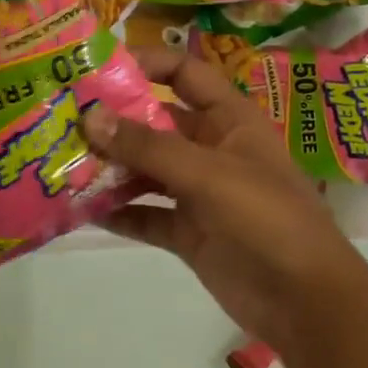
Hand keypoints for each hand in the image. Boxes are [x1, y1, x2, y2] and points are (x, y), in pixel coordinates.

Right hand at [82, 46, 363, 348]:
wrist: (306, 302)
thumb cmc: (266, 218)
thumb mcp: (208, 173)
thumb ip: (148, 146)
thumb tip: (90, 115)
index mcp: (229, 120)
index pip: (184, 75)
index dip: (146, 64)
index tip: (97, 69)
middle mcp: (210, 149)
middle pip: (155, 123)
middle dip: (113, 121)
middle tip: (62, 118)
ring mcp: (198, 193)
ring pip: (145, 170)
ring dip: (109, 168)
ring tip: (62, 164)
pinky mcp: (188, 232)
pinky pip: (145, 215)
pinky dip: (117, 213)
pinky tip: (81, 211)